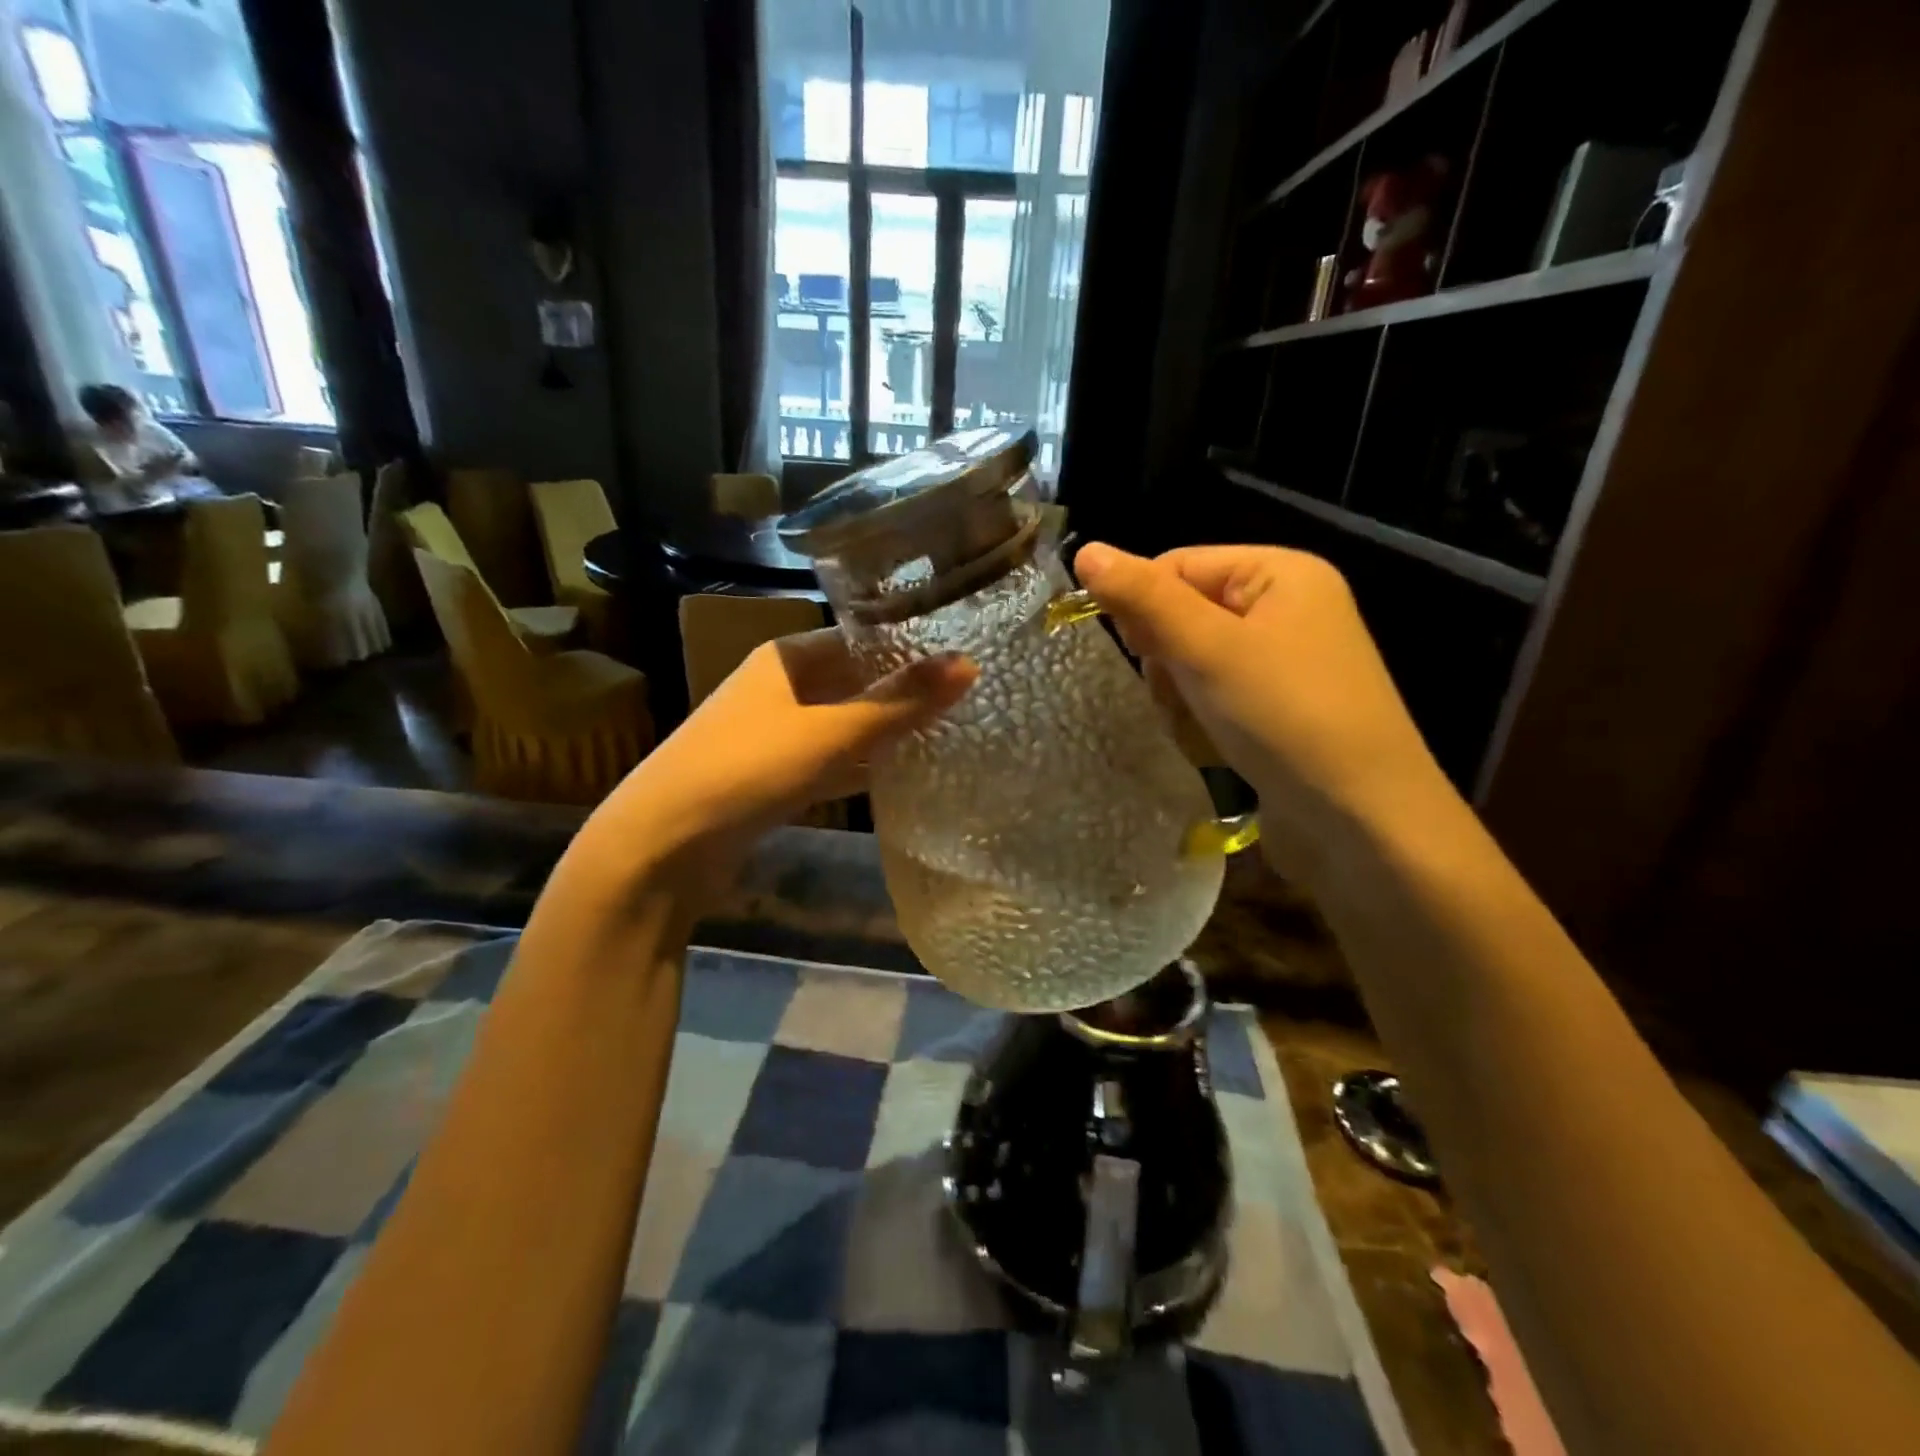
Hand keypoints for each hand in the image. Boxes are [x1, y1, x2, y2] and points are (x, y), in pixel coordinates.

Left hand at [590, 630, 975, 902]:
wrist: (662, 845)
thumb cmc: (748, 768)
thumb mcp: (830, 733)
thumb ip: (899, 703)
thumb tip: (969, 664)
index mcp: (787, 657)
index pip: (860, 637)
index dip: (909, 646)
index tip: (963, 657)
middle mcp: (778, 687)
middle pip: (854, 681)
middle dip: (902, 692)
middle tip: (967, 699)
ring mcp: (773, 734)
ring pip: (843, 724)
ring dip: (884, 731)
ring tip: (947, 733)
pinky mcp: (772, 777)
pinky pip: (829, 761)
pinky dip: (861, 766)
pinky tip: (900, 776)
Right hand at [1074, 542, 1450, 876]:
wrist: (1360, 821)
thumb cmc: (1284, 717)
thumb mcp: (1207, 649)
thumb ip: (1144, 598)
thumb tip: (1085, 550)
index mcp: (1280, 573)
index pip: (1179, 564)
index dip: (1144, 604)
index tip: (1136, 652)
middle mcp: (1287, 609)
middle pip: (1184, 615)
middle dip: (1168, 660)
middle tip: (1179, 695)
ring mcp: (1285, 663)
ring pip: (1192, 663)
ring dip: (1181, 697)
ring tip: (1201, 729)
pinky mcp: (1278, 710)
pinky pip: (1215, 697)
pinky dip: (1203, 721)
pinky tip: (1215, 748)